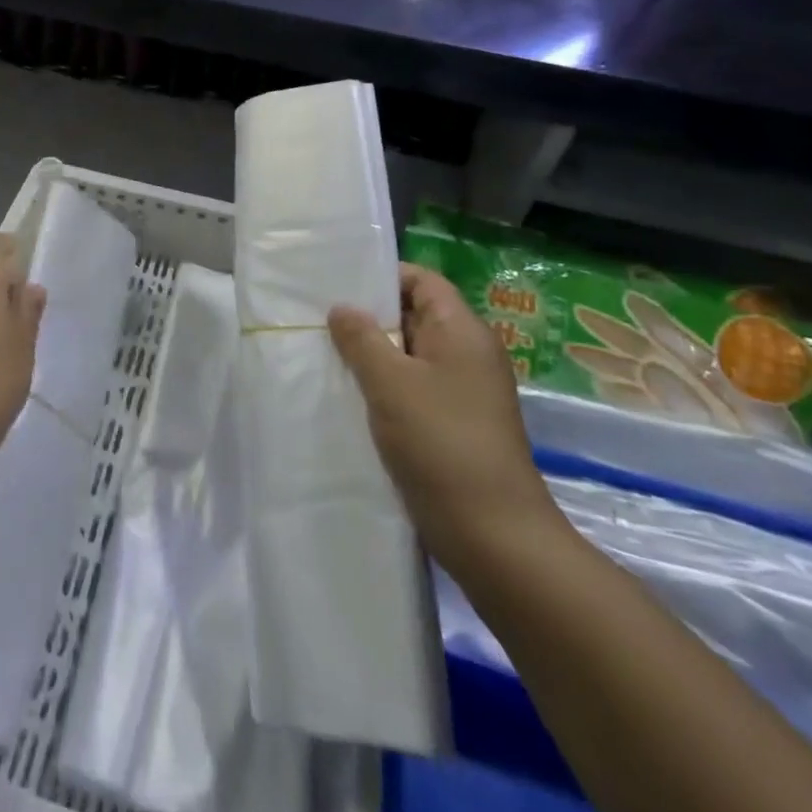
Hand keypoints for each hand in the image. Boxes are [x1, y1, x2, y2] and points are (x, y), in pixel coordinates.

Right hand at [329, 265, 561, 577]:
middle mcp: (467, 354)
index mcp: (462, 331)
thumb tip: (342, 308)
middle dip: (369, 316)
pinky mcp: (453, 424)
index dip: (382, 276)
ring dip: (372, 354)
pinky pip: (413, 388)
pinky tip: (348, 394)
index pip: (422, 280)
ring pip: (410, 355)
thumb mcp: (390, 382)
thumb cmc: (441, 443)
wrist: (493, 535)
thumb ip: (361, 338)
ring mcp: (463, 391)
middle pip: (414, 315)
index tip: (337, 284)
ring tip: (325, 353)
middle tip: (319, 318)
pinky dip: (383, 386)